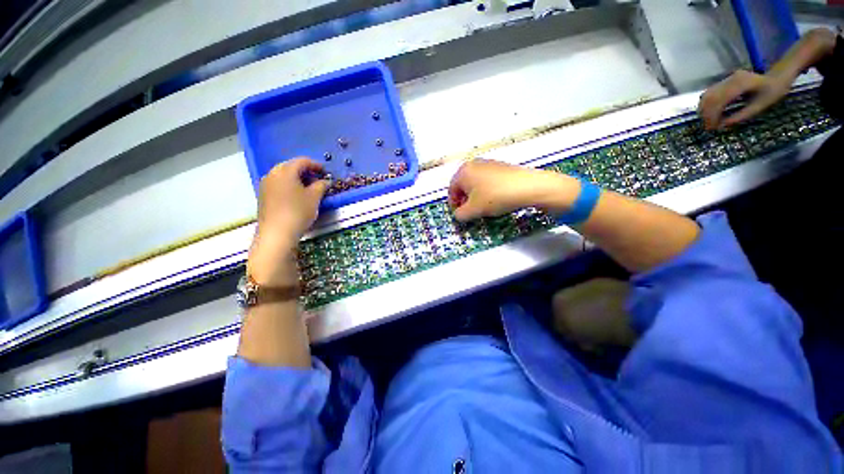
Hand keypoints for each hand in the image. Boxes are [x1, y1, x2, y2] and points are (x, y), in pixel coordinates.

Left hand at [248, 158, 327, 285]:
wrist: (277, 233)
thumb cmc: (298, 211)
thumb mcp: (314, 198)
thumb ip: (321, 186)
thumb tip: (325, 181)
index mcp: (285, 170)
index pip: (302, 161)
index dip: (316, 165)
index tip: (325, 171)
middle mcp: (272, 173)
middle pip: (290, 166)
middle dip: (305, 171)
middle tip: (318, 179)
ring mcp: (265, 184)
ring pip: (283, 175)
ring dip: (297, 178)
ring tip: (309, 188)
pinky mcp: (263, 195)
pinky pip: (278, 184)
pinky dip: (289, 185)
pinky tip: (296, 195)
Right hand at [448, 159, 577, 220]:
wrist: (527, 187)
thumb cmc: (495, 197)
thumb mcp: (473, 210)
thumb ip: (460, 215)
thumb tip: (459, 214)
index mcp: (463, 171)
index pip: (451, 190)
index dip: (454, 205)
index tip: (460, 214)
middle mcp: (473, 164)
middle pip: (463, 185)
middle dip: (465, 200)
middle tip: (470, 211)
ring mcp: (488, 163)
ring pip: (475, 183)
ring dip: (475, 196)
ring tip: (484, 207)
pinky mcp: (501, 166)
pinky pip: (487, 180)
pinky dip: (486, 191)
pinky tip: (495, 199)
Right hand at [698, 70, 791, 129]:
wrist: (778, 76)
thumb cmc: (773, 92)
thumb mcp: (760, 106)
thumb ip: (741, 115)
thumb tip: (722, 125)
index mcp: (741, 83)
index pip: (719, 100)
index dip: (713, 115)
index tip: (712, 128)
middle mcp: (731, 79)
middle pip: (710, 97)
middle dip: (706, 114)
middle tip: (708, 127)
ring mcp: (727, 79)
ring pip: (707, 95)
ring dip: (704, 110)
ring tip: (708, 121)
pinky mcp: (725, 81)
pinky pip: (710, 93)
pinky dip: (707, 105)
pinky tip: (710, 113)